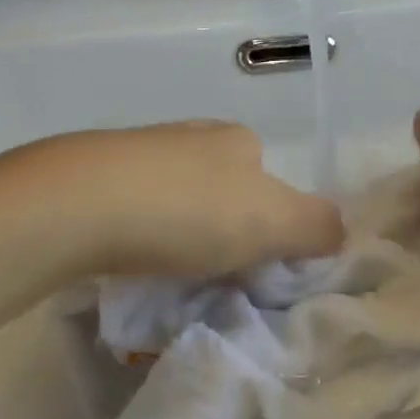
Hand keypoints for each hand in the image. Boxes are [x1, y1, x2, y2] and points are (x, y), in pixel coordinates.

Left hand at [0, 121, 345, 278]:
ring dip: (179, 241)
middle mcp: (189, 136)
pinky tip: (131, 267)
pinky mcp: (94, 178)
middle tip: (213, 281)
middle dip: (222, 235)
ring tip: (170, 283)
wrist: (79, 204)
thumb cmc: (188, 209)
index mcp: (235, 139)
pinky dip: (140, 242)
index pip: (269, 179)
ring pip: (175, 203)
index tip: (256, 269)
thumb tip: (340, 230)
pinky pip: (133, 214)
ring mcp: (138, 154)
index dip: (271, 226)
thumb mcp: (271, 221)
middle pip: (221, 191)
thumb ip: (316, 225)